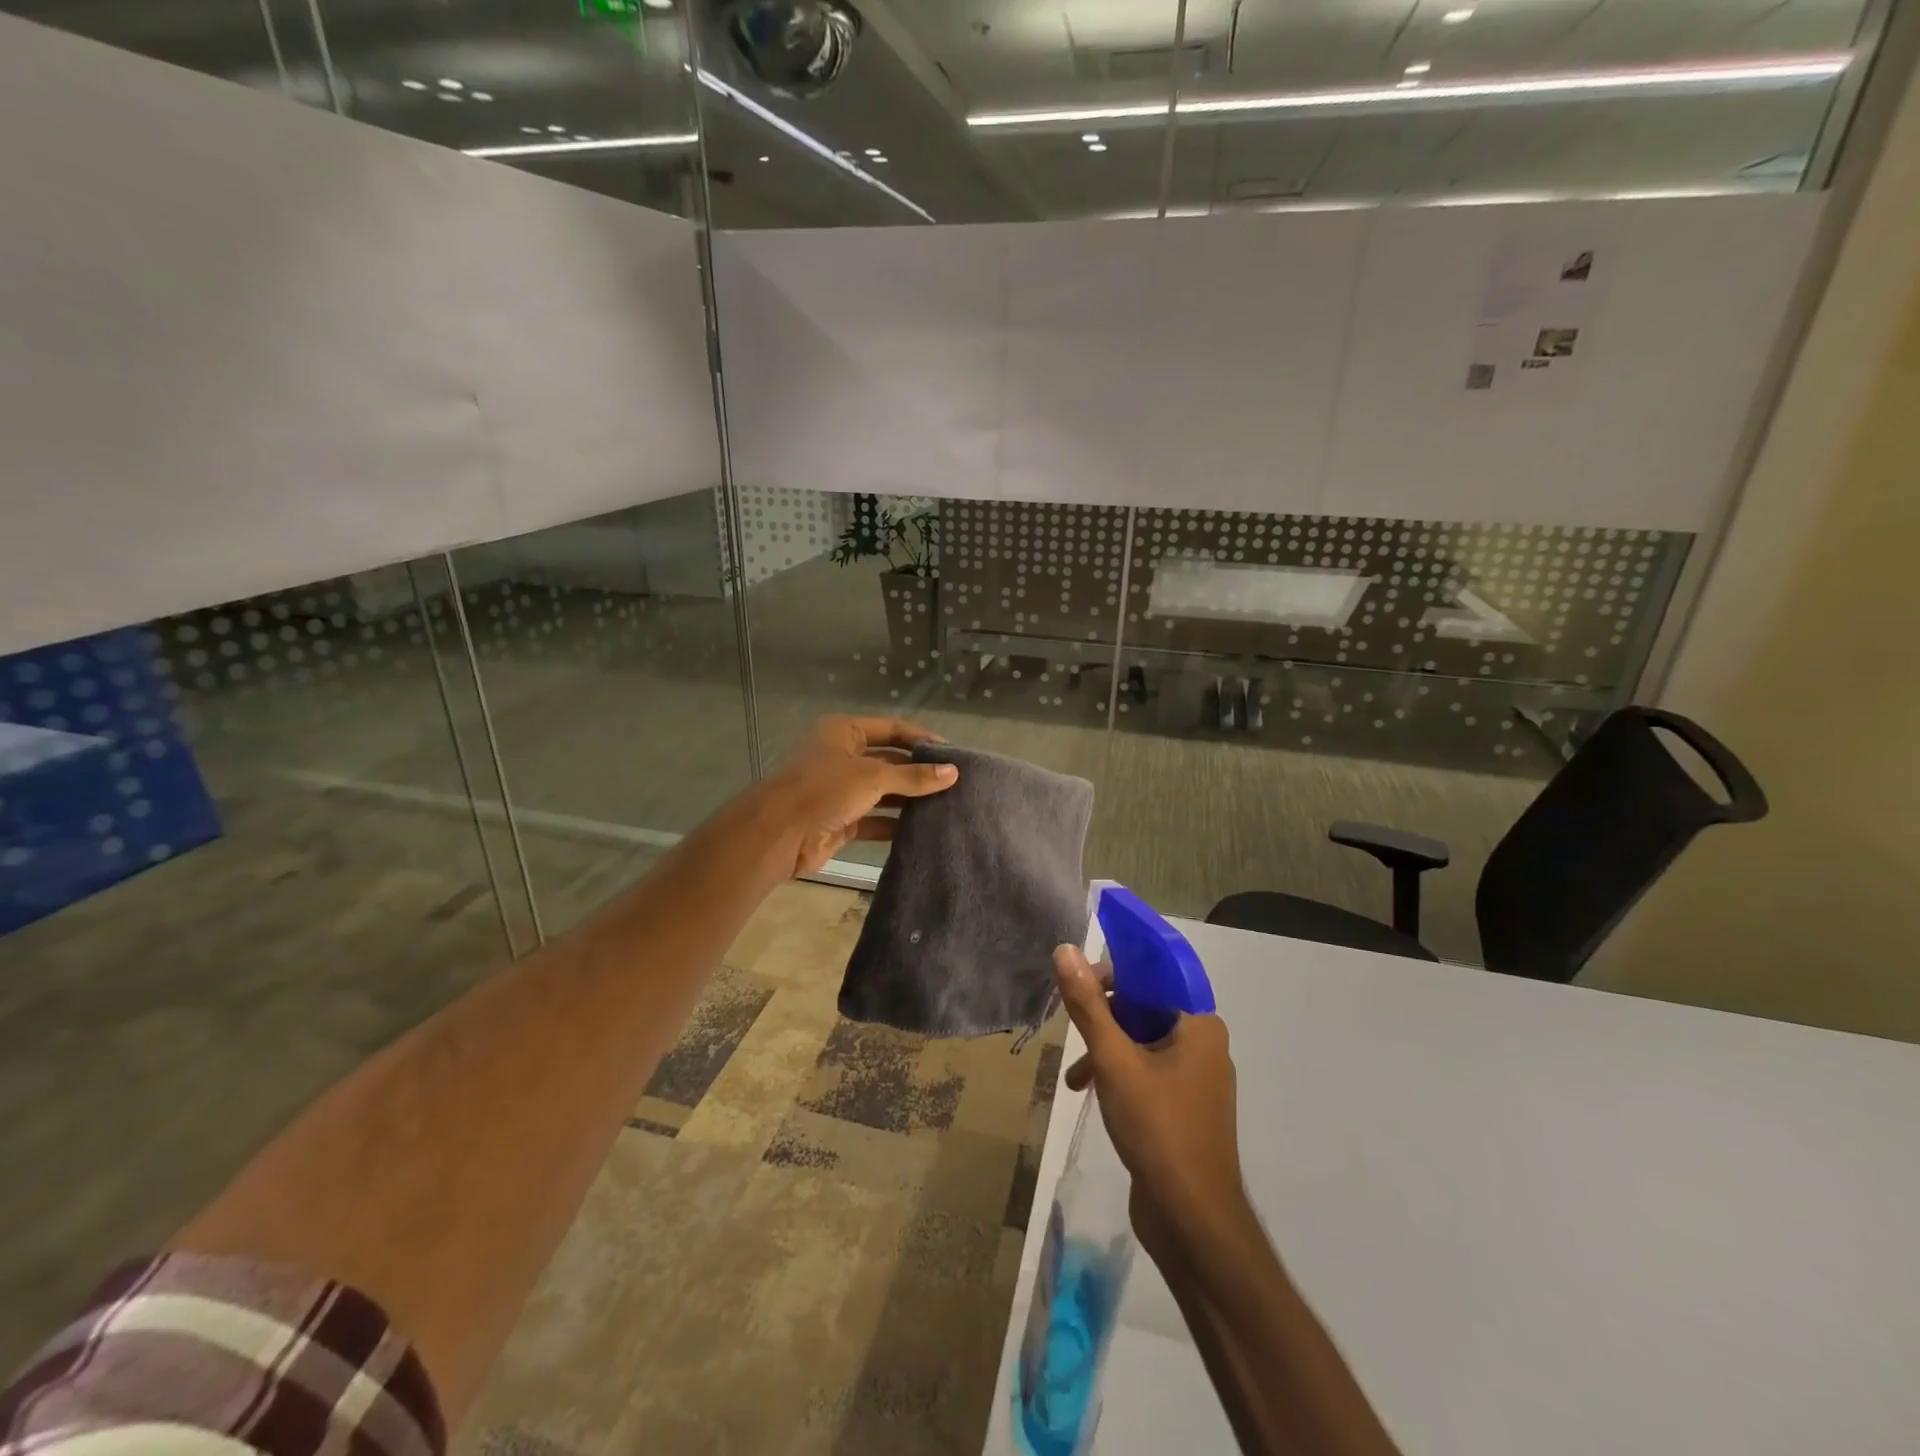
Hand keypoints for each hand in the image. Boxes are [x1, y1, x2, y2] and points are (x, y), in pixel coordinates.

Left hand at [763, 716, 958, 876]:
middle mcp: (842, 757)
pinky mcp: (841, 821)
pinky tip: (922, 828)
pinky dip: (895, 824)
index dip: (920, 739)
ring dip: (909, 799)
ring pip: (883, 792)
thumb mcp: (873, 777)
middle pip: (889, 761)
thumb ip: (914, 777)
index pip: (891, 729)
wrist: (779, 834)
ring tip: (946, 805)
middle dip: (918, 772)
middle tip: (955, 782)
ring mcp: (841, 790)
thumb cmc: (825, 789)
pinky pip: (875, 819)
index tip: (952, 753)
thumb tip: (953, 773)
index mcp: (844, 732)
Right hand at [1054, 944, 1244, 1259]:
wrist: (1193, 1223)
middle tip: (1072, 1029)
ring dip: (1105, 1049)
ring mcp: (1195, 1079)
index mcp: (1199, 1024)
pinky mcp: (1183, 1108)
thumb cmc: (1158, 1129)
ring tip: (1076, 1073)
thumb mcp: (1114, 1061)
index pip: (1155, 974)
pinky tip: (1088, 1093)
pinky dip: (1117, 1074)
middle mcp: (1203, 1044)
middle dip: (1104, 1017)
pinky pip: (1146, 1071)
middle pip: (1145, 1007)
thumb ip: (1088, 1005)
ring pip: (1141, 1041)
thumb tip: (1066, 950)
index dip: (1115, 971)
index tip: (1079, 983)